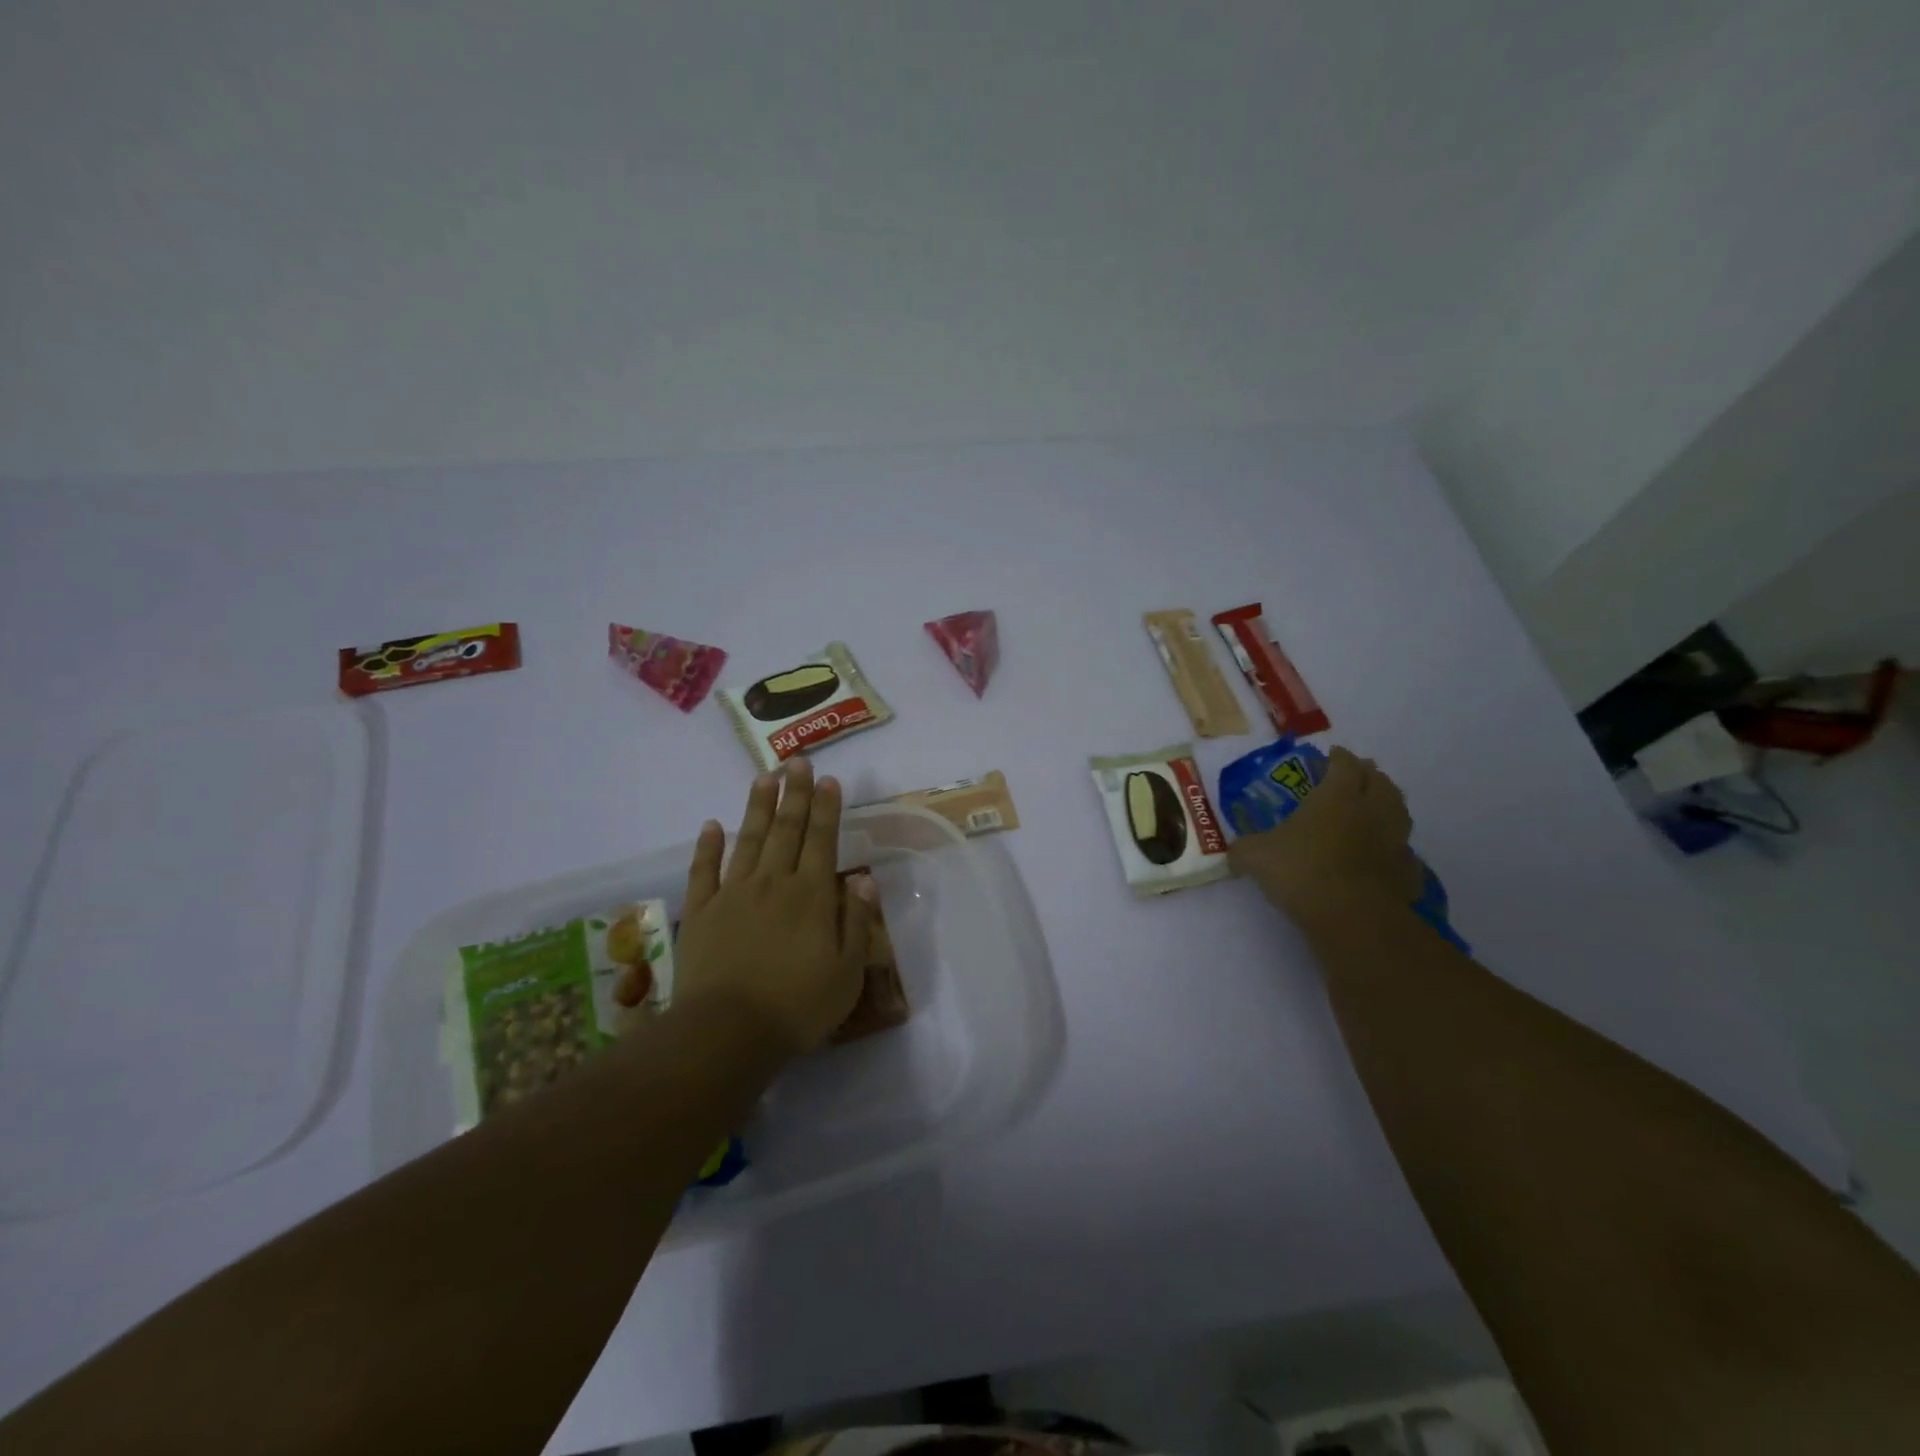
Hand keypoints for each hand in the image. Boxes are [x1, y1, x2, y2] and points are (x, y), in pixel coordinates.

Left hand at [621, 758, 876, 1055]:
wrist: (727, 1033)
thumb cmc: (797, 1006)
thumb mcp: (847, 973)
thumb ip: (856, 923)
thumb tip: (864, 881)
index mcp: (811, 896)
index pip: (822, 841)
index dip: (827, 808)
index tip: (829, 780)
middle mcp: (773, 883)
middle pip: (786, 830)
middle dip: (795, 794)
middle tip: (797, 762)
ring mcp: (732, 894)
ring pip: (748, 840)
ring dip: (757, 807)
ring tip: (765, 777)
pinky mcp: (700, 913)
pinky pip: (703, 871)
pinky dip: (707, 846)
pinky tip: (711, 825)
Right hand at [1228, 746, 1423, 921]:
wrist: (1352, 918)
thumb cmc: (1301, 871)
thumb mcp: (1255, 856)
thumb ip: (1243, 848)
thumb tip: (1233, 852)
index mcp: (1337, 796)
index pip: (1344, 765)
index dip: (1338, 757)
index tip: (1331, 755)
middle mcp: (1372, 810)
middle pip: (1380, 781)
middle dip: (1369, 774)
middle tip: (1356, 776)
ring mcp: (1395, 842)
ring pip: (1399, 812)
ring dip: (1388, 805)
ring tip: (1373, 809)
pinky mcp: (1407, 873)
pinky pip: (1403, 851)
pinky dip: (1395, 847)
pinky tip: (1382, 855)